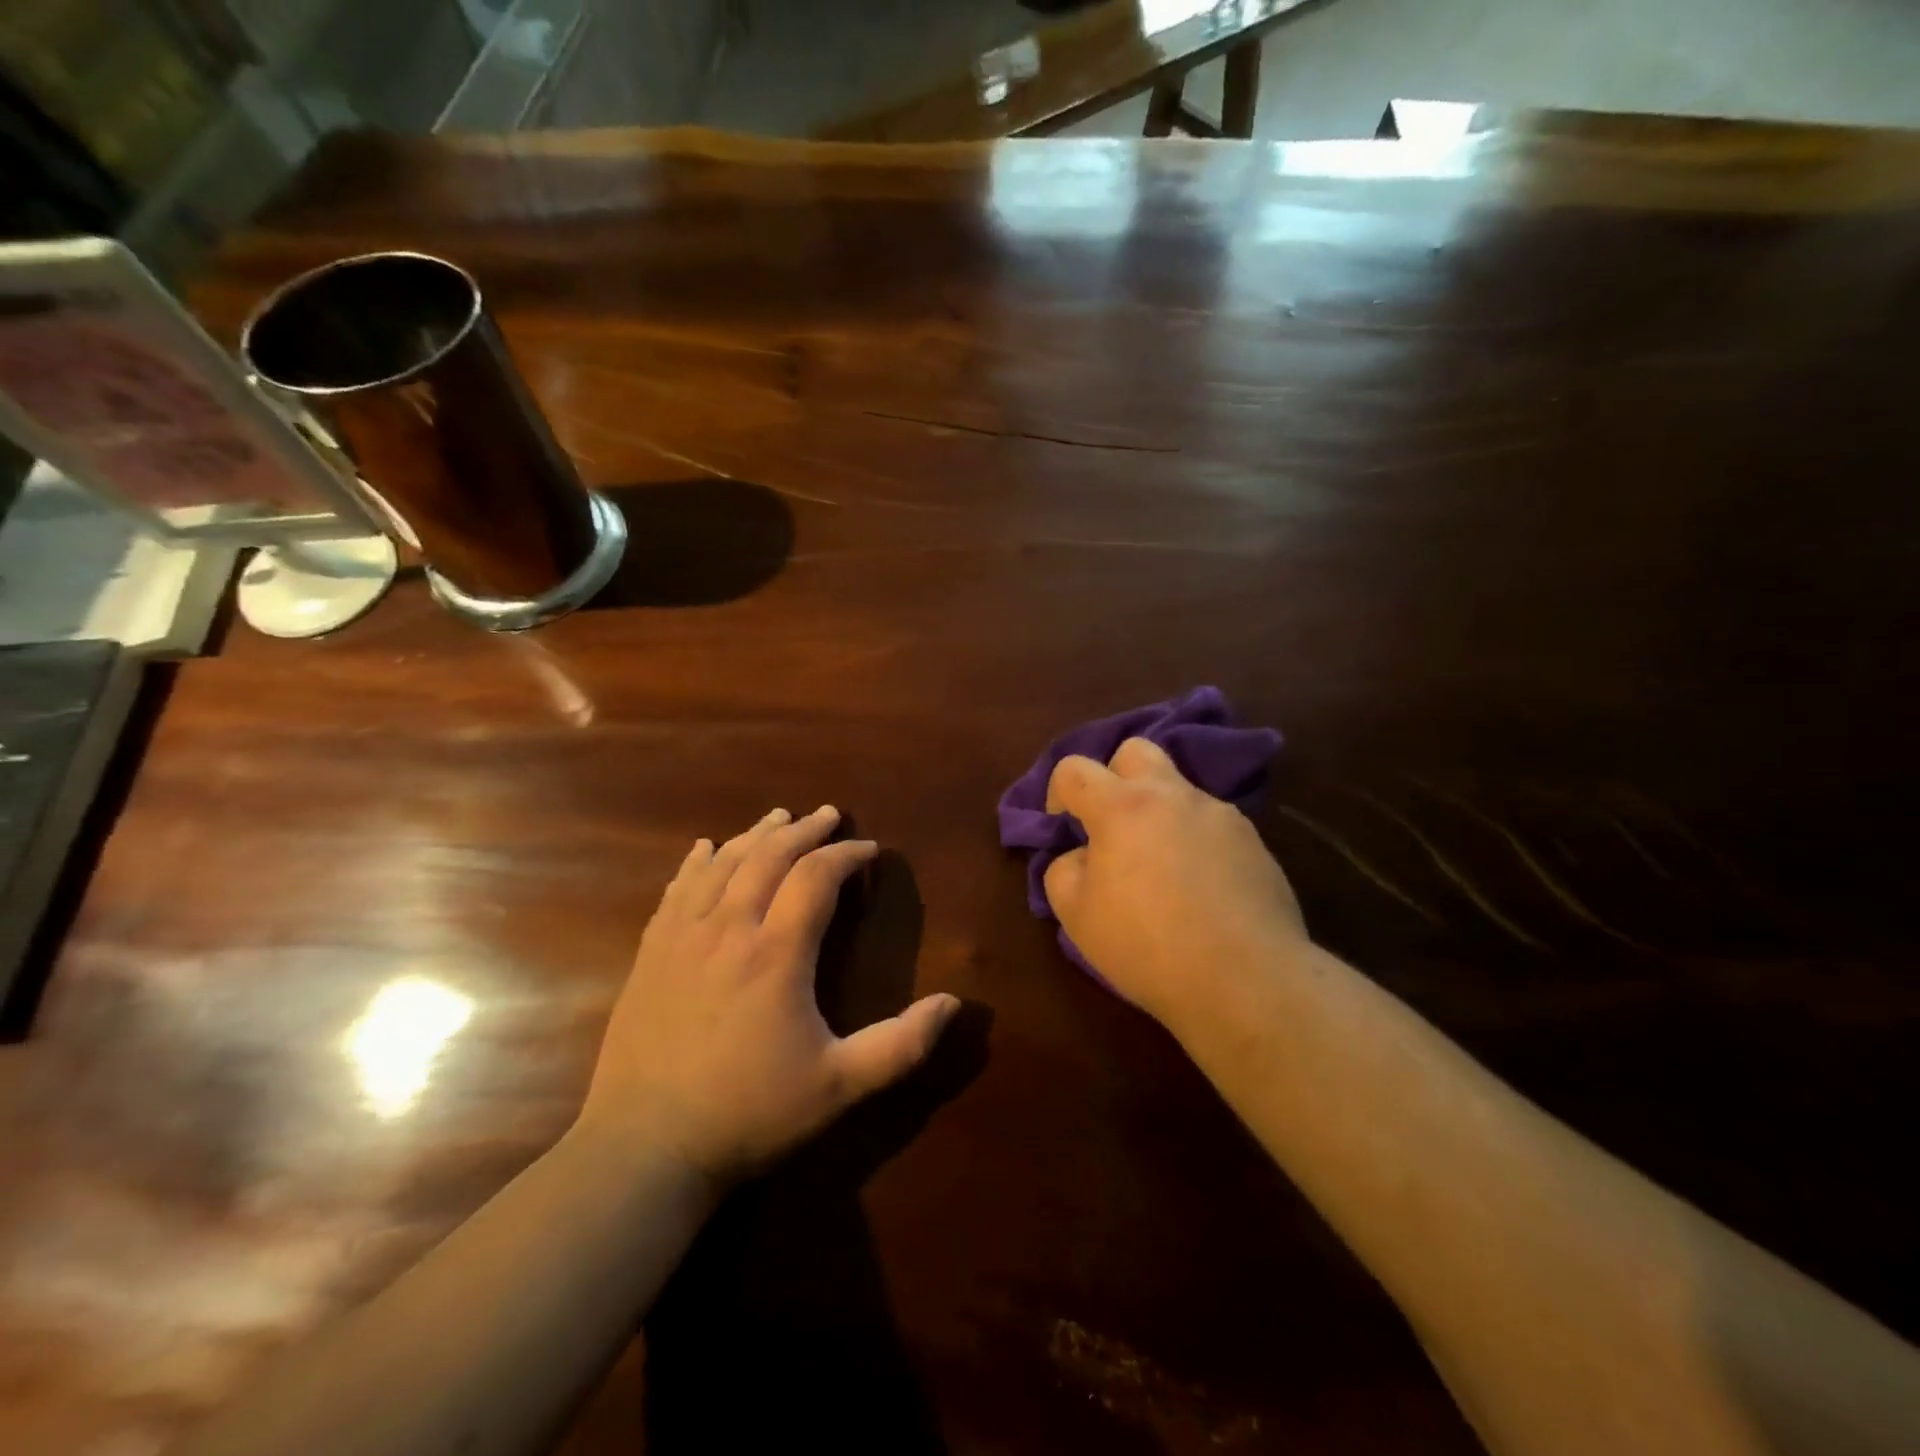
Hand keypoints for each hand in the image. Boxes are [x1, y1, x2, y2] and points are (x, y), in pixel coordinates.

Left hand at [578, 806, 959, 1186]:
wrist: (644, 1149)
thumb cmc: (750, 1114)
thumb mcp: (840, 1086)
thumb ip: (902, 1045)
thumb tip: (953, 1003)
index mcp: (776, 952)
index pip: (817, 876)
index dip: (846, 855)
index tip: (869, 849)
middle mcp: (728, 928)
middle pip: (769, 856)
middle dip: (804, 831)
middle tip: (829, 814)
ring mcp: (682, 937)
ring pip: (723, 864)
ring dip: (755, 835)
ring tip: (779, 817)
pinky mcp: (649, 953)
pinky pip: (676, 889)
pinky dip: (697, 862)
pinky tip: (704, 848)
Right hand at [1044, 739, 1308, 1030]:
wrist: (1245, 979)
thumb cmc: (1146, 946)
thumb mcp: (1075, 915)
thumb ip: (1063, 870)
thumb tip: (1080, 855)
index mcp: (1121, 807)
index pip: (1074, 768)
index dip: (1058, 794)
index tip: (1065, 830)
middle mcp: (1172, 795)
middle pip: (1134, 751)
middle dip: (1114, 777)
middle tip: (1112, 827)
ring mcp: (1219, 814)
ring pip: (1178, 789)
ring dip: (1158, 812)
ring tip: (1161, 867)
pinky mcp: (1253, 840)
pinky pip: (1211, 823)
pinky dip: (1194, 840)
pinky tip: (1200, 887)